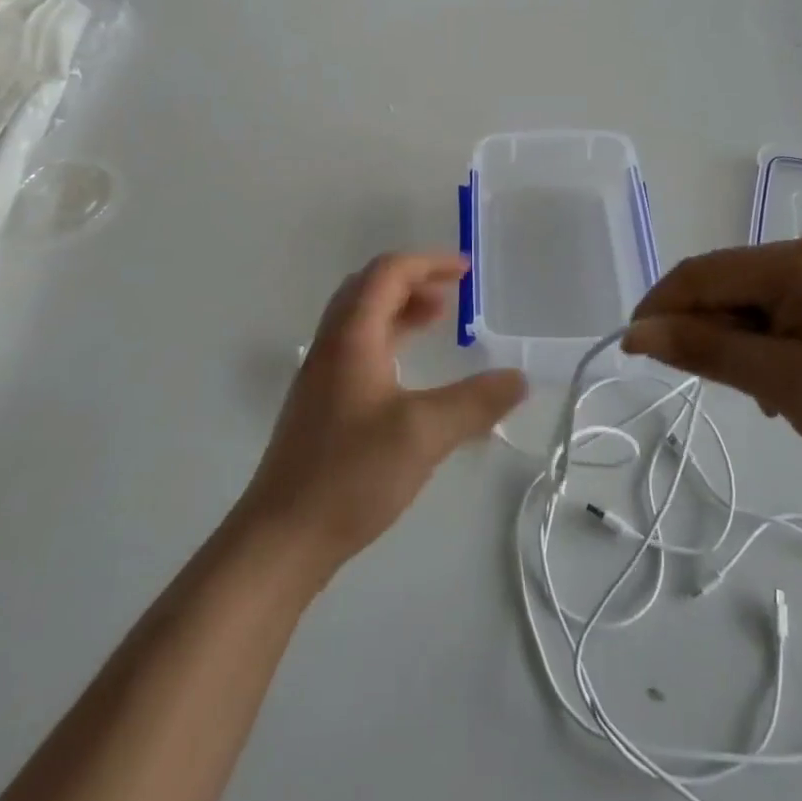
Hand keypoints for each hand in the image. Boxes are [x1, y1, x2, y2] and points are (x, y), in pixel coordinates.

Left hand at [240, 253, 526, 576]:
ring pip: (362, 319)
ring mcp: (322, 375)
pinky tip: (410, 371)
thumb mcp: (424, 433)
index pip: (387, 273)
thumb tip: (519, 378)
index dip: (428, 262)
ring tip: (439, 320)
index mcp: (351, 336)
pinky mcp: (321, 404)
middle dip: (413, 280)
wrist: (282, 537)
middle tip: (453, 292)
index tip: (466, 271)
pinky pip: (359, 348)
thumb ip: (475, 402)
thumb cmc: (351, 474)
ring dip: (400, 309)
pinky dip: (390, 339)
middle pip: (369, 288)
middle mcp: (332, 345)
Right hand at [622, 237, 801, 480]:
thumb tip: (636, 332)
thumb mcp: (782, 380)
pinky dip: (762, 346)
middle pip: (722, 285)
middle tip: (717, 386)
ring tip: (762, 395)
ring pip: (746, 303)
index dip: (659, 308)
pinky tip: (783, 385)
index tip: (632, 352)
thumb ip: (706, 350)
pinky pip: (775, 314)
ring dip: (735, 345)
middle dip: (704, 332)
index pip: (700, 274)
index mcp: (792, 261)